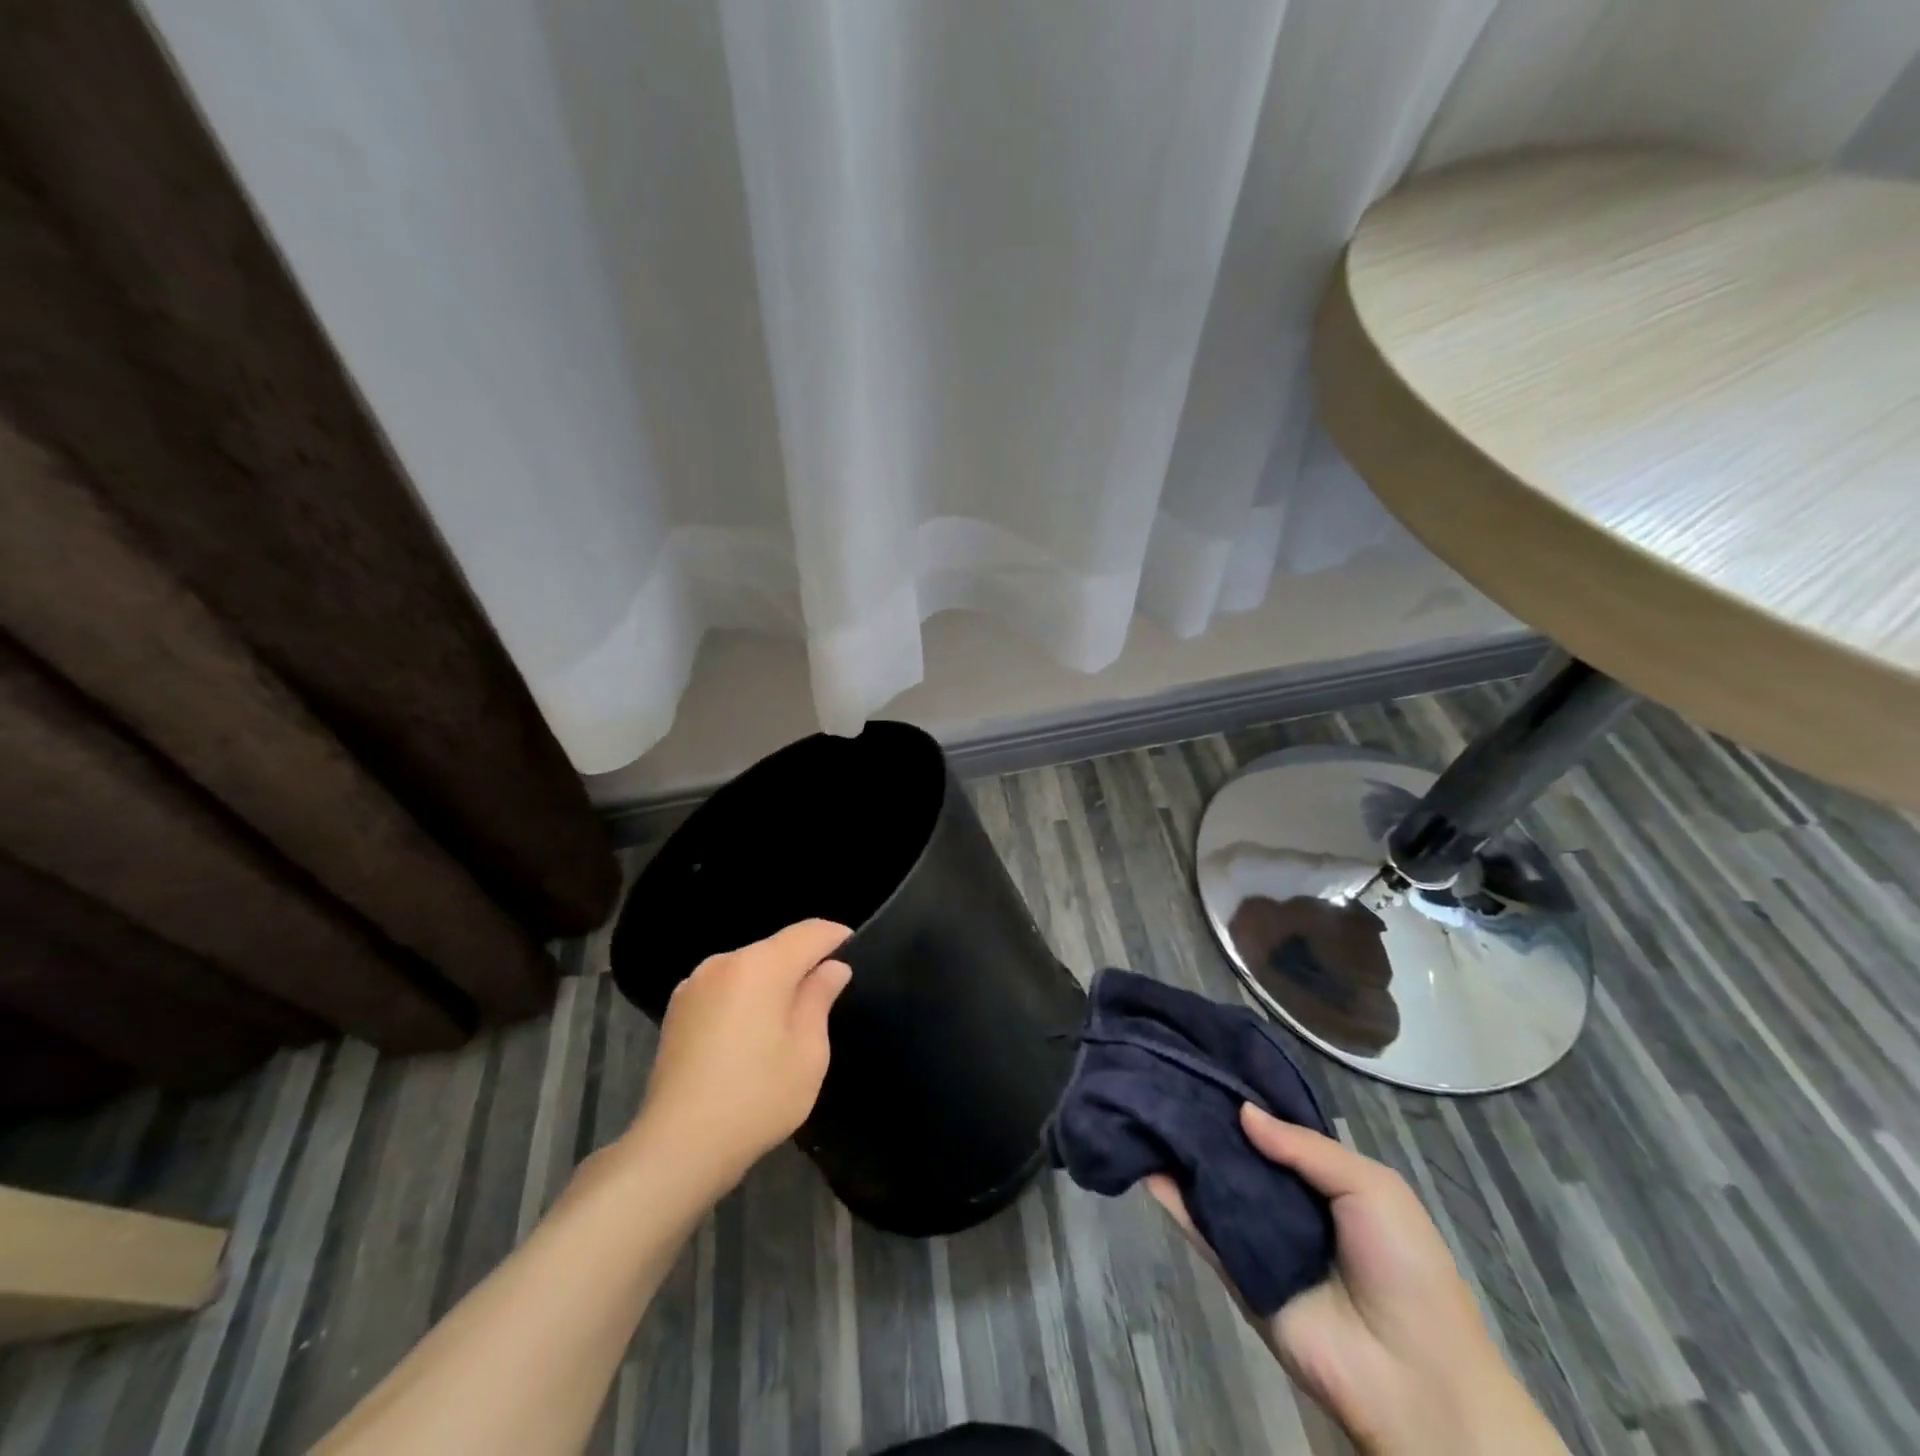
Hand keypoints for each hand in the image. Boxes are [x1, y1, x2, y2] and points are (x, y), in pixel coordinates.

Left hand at [627, 920, 852, 1195]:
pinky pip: (724, 988)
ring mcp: (694, 985)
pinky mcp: (677, 1010)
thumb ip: (819, 998)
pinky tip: (750, 1035)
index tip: (856, 951)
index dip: (836, 937)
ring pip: (748, 968)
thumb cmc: (756, 1098)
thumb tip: (832, 968)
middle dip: (803, 963)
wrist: (677, 1147)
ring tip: (788, 1020)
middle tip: (826, 995)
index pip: (808, 932)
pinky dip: (745, 998)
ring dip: (772, 982)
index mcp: (759, 966)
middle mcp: (723, 963)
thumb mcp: (808, 1052)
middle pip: (776, 948)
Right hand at [1148, 1104, 1565, 1455]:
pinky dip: (1170, 1198)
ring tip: (1141, 1102)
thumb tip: (1242, 1111)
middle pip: (1236, 1150)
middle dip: (1205, 1116)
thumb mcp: (1372, 1189)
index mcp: (1322, 1177)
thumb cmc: (1404, 1267)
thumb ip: (1306, 1147)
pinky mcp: (1233, 1271)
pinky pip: (1198, 1229)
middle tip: (1161, 1071)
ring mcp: (1255, 1235)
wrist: (1412, 1379)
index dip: (1243, 1096)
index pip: (1272, 1127)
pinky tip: (1142, 1161)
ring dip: (1181, 1150)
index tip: (1203, 1058)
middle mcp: (1283, 1199)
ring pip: (1210, 1182)